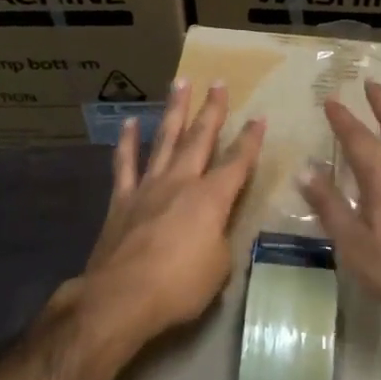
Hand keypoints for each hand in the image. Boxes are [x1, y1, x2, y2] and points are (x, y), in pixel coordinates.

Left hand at [78, 79, 264, 343]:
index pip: (238, 163)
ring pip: (165, 139)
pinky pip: (124, 164)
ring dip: (175, 111)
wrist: (121, 297)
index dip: (250, 140)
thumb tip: (215, 229)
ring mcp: (148, 187)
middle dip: (212, 110)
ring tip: (180, 83)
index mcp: (211, 198)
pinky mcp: (121, 199)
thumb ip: (220, 239)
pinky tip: (130, 122)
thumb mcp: (219, 268)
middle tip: (218, 82)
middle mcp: (182, 182)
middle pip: (200, 138)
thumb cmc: (179, 287)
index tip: (259, 117)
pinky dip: (128, 142)